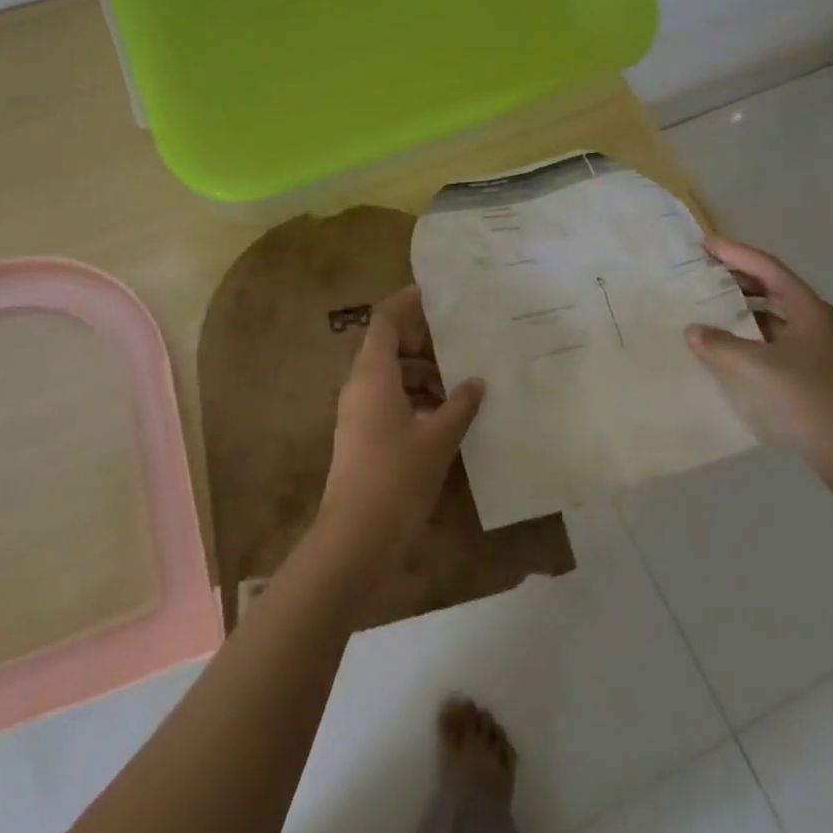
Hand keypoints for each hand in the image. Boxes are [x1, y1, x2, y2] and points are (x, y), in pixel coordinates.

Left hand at [319, 286, 483, 565]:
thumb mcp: (437, 437)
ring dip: (423, 373)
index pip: (386, 320)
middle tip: (461, 341)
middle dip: (423, 341)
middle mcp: (360, 384)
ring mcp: (358, 411)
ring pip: (391, 375)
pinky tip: (445, 413)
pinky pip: (389, 399)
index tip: (436, 295)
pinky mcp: (362, 435)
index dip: (408, 303)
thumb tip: (476, 381)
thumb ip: (459, 404)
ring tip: (461, 380)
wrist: (356, 537)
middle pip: (388, 345)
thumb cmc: (397, 476)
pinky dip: (415, 397)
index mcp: (373, 373)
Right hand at [685, 237, 832, 496]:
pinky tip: (728, 344)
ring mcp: (815, 347)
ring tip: (709, 303)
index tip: (705, 244)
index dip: (736, 253)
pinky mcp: (810, 370)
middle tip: (704, 270)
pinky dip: (749, 333)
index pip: (768, 268)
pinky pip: (773, 338)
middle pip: (772, 286)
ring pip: (772, 314)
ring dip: (743, 306)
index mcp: (809, 310)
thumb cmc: (811, 399)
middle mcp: (814, 321)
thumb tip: (692, 330)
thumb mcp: (761, 368)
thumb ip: (723, 345)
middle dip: (738, 276)